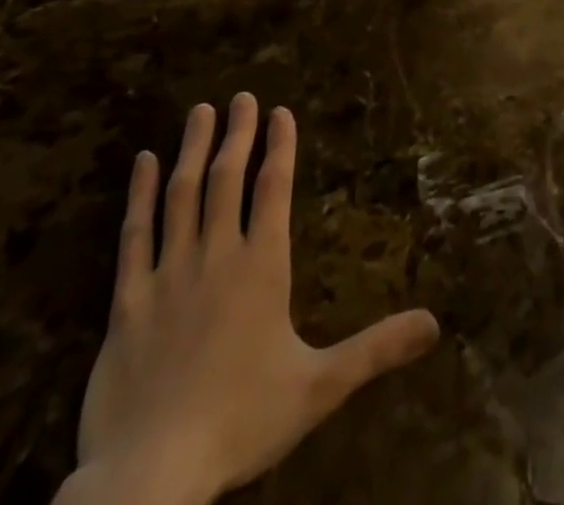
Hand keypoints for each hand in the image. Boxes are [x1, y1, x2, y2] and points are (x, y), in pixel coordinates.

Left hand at [63, 95, 439, 504]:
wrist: (150, 475)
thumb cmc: (241, 422)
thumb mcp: (320, 388)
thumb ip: (377, 349)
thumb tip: (436, 323)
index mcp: (262, 267)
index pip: (274, 188)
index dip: (280, 146)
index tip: (280, 112)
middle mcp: (216, 256)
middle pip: (228, 179)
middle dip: (238, 134)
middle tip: (242, 96)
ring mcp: (168, 274)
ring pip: (182, 194)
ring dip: (193, 149)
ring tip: (201, 111)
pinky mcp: (127, 300)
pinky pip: (134, 234)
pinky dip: (139, 194)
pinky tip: (142, 162)